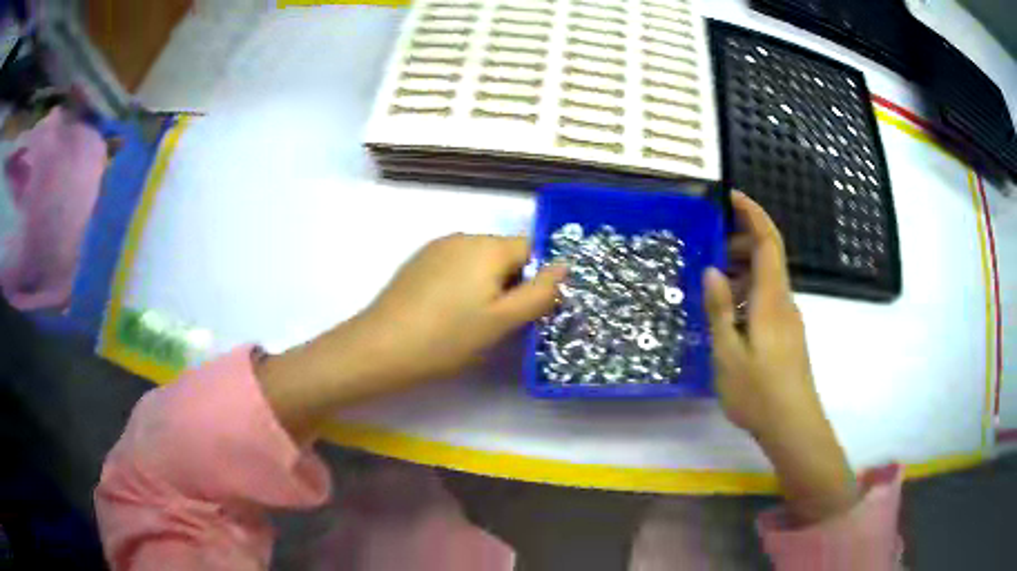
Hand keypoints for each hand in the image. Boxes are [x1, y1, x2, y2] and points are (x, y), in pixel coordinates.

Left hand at [357, 233, 566, 384]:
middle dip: (510, 283)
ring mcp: (437, 247)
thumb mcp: (503, 320)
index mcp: (488, 246)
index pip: (531, 250)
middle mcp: (463, 236)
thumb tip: (565, 266)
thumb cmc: (448, 337)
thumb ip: (540, 292)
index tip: (523, 312)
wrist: (382, 347)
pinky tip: (446, 313)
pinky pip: (455, 266)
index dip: (535, 280)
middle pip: (505, 254)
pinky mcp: (418, 261)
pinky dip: (461, 285)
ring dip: (485, 285)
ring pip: (479, 262)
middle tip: (498, 323)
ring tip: (470, 321)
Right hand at [703, 192, 816, 437]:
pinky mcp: (786, 334)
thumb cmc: (758, 392)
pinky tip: (728, 314)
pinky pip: (767, 299)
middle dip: (741, 241)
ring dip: (742, 270)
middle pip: (768, 256)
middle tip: (708, 247)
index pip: (768, 241)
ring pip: (767, 279)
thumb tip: (712, 270)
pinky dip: (747, 293)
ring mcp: (787, 318)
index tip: (732, 196)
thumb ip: (720, 309)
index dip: (753, 213)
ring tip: (711, 283)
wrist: (793, 425)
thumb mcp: (728, 353)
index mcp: (771, 299)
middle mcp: (784, 301)